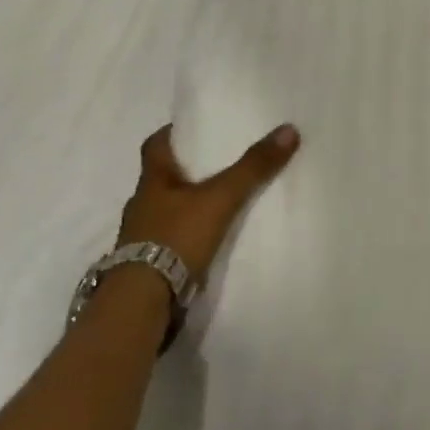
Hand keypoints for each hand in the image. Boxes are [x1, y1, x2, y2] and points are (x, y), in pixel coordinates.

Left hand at [118, 123, 299, 276]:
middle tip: (217, 163)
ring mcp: (141, 237)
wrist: (144, 300)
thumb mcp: (220, 198)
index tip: (194, 129)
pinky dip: (186, 237)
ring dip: (186, 206)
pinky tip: (206, 242)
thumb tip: (288, 129)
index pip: (155, 145)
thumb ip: (252, 168)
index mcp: (151, 181)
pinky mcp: (148, 265)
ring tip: (217, 203)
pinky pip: (170, 241)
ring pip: (166, 210)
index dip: (172, 133)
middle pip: (162, 178)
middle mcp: (141, 204)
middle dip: (186, 170)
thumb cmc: (176, 237)